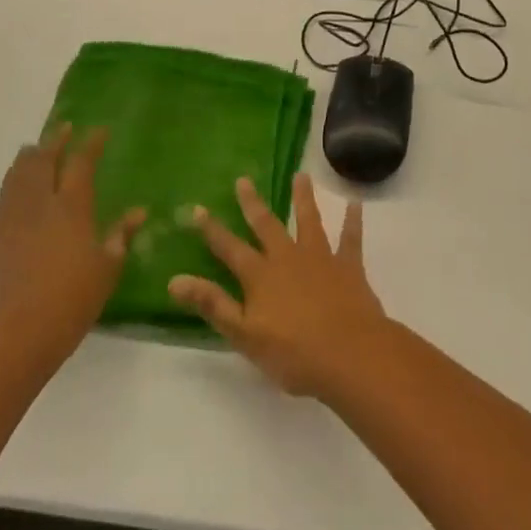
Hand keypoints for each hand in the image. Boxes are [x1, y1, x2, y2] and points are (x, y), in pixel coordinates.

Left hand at [0, 125, 144, 369]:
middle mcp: (37, 208)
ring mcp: (6, 227)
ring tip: (27, 151)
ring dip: (20, 165)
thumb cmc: (73, 300)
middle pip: (41, 165)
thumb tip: (138, 212)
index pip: (81, 164)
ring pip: (11, 185)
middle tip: (61, 129)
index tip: (99, 130)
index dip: (91, 144)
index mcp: (71, 208)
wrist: (18, 336)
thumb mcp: (108, 269)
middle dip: (52, 143)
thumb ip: (120, 236)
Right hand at [168, 173, 385, 398]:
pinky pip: (351, 238)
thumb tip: (174, 280)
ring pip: (309, 221)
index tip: (197, 208)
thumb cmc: (294, 353)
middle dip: (253, 203)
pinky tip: (355, 204)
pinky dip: (353, 221)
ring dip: (303, 198)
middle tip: (244, 180)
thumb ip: (212, 304)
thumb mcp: (244, 334)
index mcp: (261, 275)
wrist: (350, 354)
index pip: (230, 249)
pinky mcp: (348, 266)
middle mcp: (288, 257)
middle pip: (267, 225)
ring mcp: (320, 258)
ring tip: (301, 175)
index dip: (212, 230)